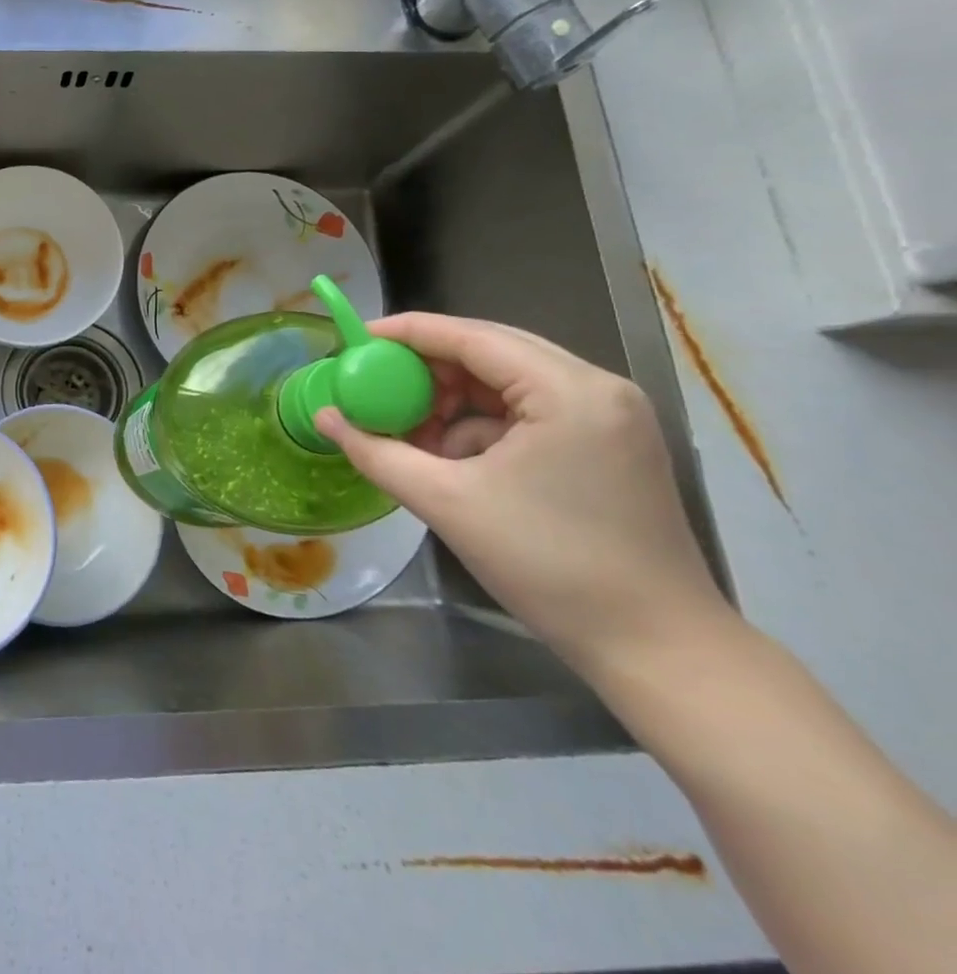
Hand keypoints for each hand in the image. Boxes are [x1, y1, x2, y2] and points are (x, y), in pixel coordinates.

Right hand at [315, 312, 733, 679]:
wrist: (658, 650)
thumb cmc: (550, 566)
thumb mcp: (446, 503)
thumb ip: (376, 452)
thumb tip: (325, 417)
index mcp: (568, 391)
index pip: (471, 336)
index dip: (406, 333)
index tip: (354, 340)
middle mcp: (598, 389)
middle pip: (492, 351)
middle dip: (428, 368)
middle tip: (377, 387)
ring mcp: (611, 418)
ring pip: (508, 382)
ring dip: (455, 400)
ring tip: (414, 433)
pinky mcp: (610, 446)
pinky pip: (529, 412)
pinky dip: (484, 426)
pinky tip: (456, 460)